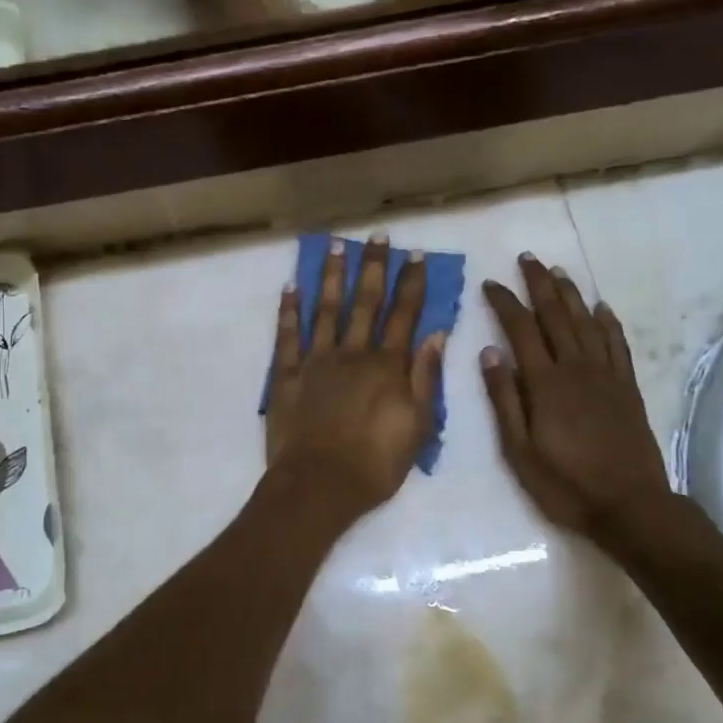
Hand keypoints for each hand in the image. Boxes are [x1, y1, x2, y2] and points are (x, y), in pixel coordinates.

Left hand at [266, 236, 445, 520]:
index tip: (415, 255)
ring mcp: (316, 360)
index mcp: (387, 366)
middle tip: (376, 237)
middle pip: (365, 302)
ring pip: (325, 309)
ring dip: (331, 276)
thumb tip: (436, 335)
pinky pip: (287, 335)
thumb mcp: (418, 427)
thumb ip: (426, 378)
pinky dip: (289, 310)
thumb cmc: (376, 464)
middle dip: (373, 268)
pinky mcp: (286, 374)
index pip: (404, 315)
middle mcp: (352, 353)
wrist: (319, 484)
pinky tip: (290, 288)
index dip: (411, 283)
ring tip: (335, 246)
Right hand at [480, 256, 673, 542]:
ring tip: (559, 272)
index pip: (520, 329)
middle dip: (539, 285)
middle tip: (528, 258)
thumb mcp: (518, 450)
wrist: (629, 505)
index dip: (505, 302)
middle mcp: (576, 369)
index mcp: (545, 383)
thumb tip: (489, 353)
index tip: (491, 283)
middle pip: (556, 316)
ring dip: (571, 295)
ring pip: (586, 323)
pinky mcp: (627, 388)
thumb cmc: (564, 483)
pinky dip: (608, 322)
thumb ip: (504, 400)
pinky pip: (617, 345)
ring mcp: (606, 376)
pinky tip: (601, 308)